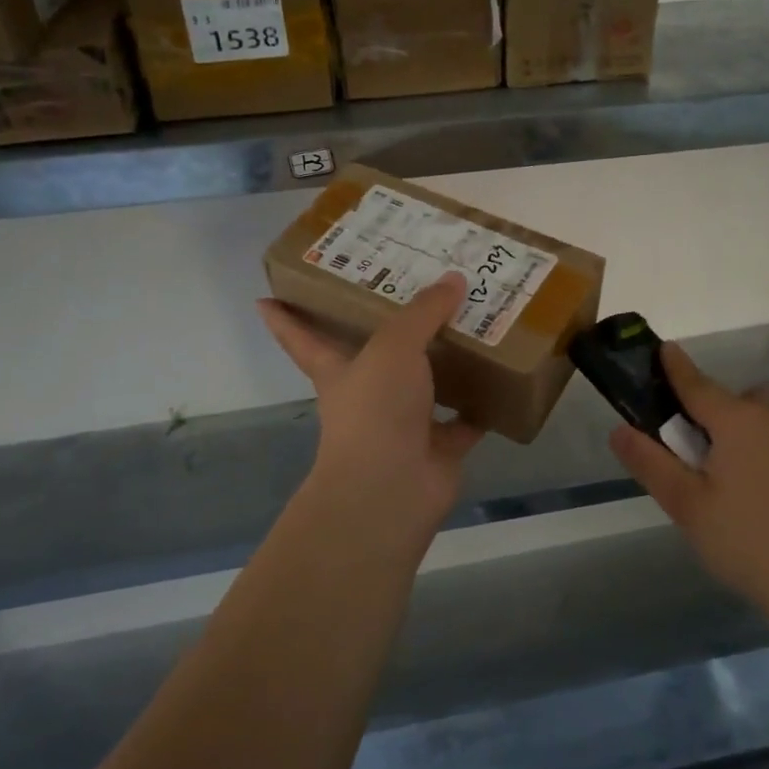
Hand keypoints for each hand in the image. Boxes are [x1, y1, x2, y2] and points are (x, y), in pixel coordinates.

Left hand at [259, 273, 482, 549]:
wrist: (393, 489)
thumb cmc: (376, 410)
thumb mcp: (394, 347)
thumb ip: (422, 312)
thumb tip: (453, 278)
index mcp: (339, 371)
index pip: (303, 338)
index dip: (285, 319)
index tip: (265, 298)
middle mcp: (369, 395)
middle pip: (378, 356)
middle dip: (394, 330)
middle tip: (418, 292)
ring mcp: (403, 424)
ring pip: (427, 385)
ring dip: (448, 362)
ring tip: (475, 324)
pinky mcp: (438, 447)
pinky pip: (465, 419)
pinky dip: (482, 404)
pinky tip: (504, 377)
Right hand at [609, 345, 768, 632]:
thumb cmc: (750, 541)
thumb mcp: (688, 506)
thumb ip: (651, 464)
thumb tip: (618, 430)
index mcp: (737, 421)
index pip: (696, 384)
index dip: (676, 367)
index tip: (663, 348)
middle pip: (737, 402)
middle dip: (715, 413)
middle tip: (698, 452)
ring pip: (768, 422)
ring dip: (747, 434)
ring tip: (734, 481)